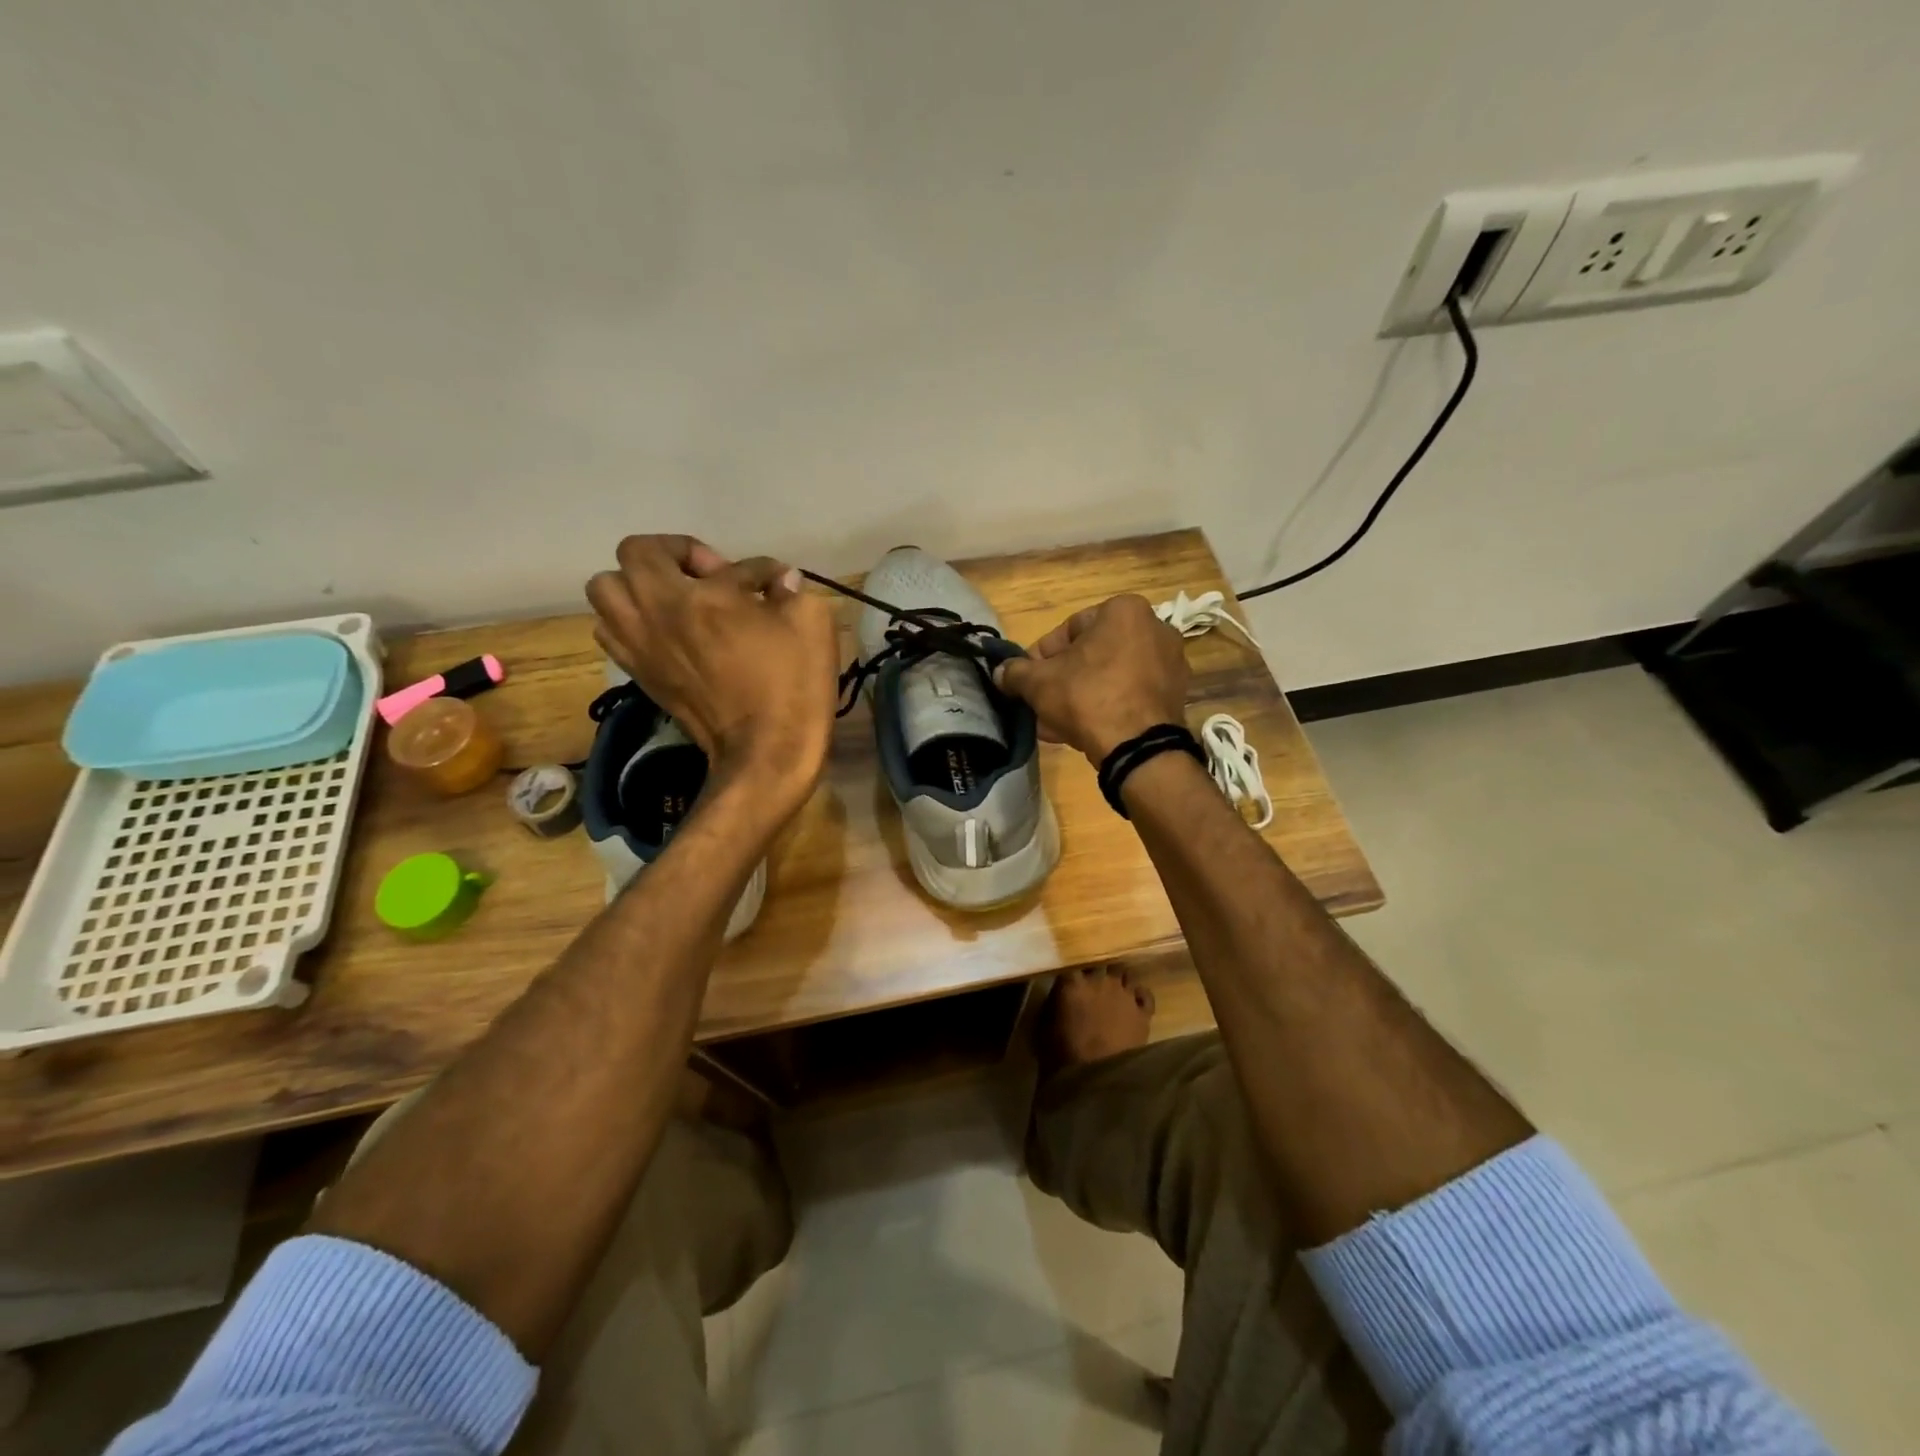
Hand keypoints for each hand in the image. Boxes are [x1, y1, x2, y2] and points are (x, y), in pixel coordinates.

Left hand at [587, 536, 838, 809]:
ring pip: (606, 592)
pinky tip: (667, 634)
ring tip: (676, 604)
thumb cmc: (792, 684)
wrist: (767, 752)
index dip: (753, 567)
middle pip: (633, 556)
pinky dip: (631, 622)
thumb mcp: (812, 622)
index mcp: (697, 596)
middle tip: (709, 581)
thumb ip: (792, 589)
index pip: (720, 562)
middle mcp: (654, 614)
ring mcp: (639, 647)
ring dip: (638, 587)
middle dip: (671, 556)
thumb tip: (781, 581)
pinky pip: (612, 632)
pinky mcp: (639, 675)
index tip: (773, 585)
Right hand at [993, 594, 1189, 762]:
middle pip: (1092, 654)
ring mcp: (1169, 664)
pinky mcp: (1174, 696)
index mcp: (1124, 610)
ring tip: (1056, 723)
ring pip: (1110, 677)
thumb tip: (1000, 672)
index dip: (1041, 657)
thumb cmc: (1087, 697)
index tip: (1028, 680)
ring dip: (1081, 696)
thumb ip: (1015, 672)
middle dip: (1063, 679)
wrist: (1137, 746)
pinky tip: (1082, 731)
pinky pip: (1129, 695)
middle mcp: (1154, 628)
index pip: (1070, 628)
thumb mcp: (1038, 682)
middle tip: (1042, 702)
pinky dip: (1106, 707)